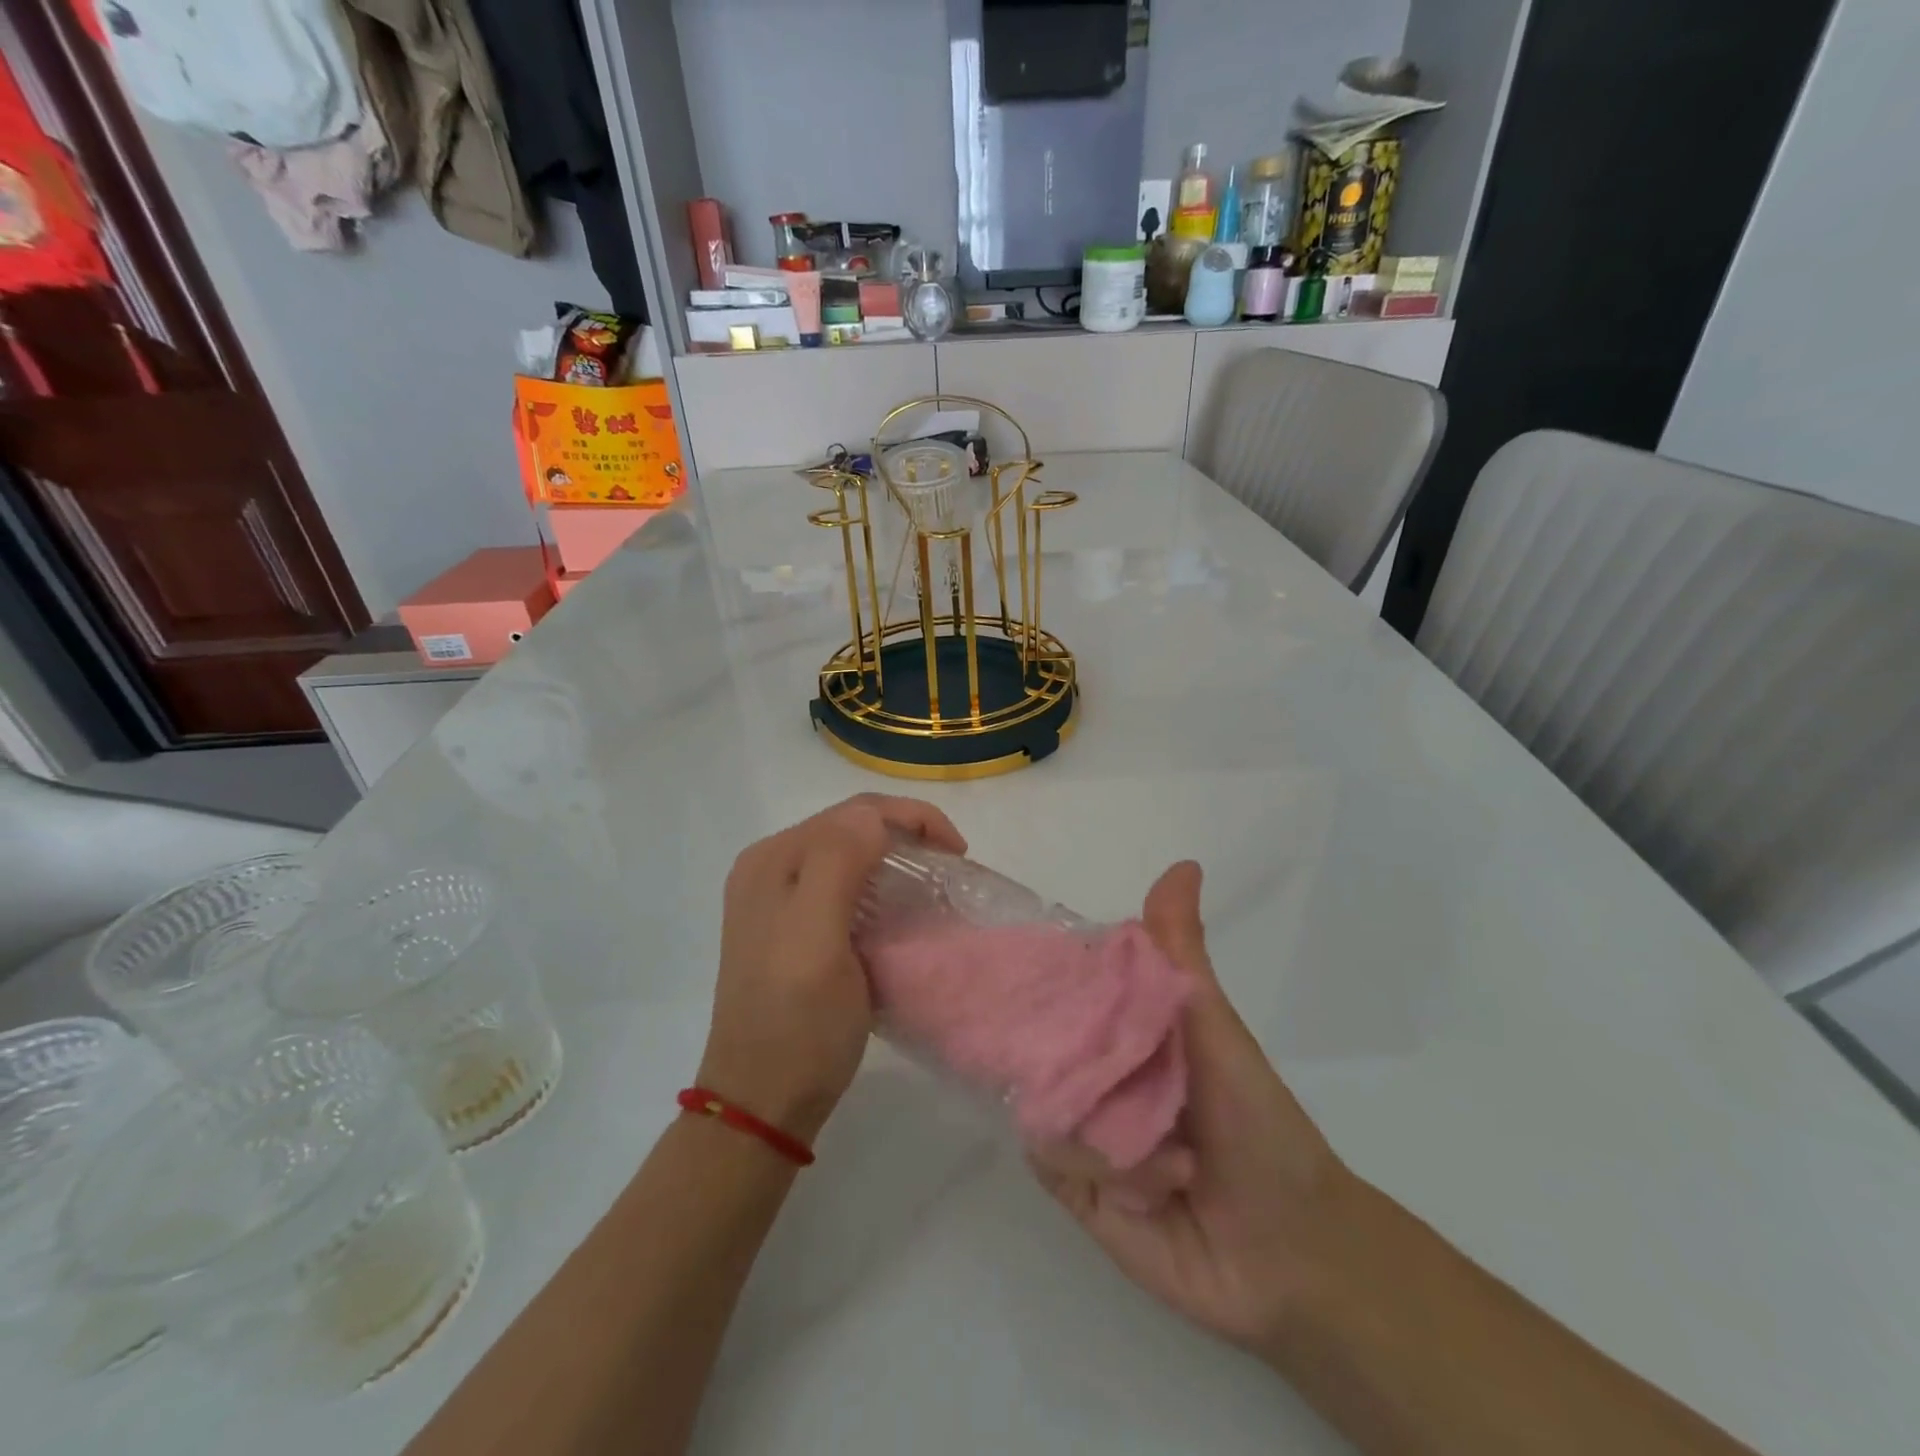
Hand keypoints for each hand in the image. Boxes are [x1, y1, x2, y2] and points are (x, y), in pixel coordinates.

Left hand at [699, 794, 965, 1144]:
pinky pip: (842, 885)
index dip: (912, 818)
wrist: (762, 1103)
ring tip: (933, 884)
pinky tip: (898, 910)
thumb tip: (872, 816)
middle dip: (906, 834)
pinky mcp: (790, 929)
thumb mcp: (816, 939)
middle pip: (850, 827)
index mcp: (773, 859)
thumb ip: (836, 864)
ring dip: (894, 858)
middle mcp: (769, 868)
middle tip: (951, 867)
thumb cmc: (796, 1023)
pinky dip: (878, 886)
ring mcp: (776, 900)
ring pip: (848, 854)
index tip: (958, 854)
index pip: (853, 811)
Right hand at [1028, 861, 1358, 1358]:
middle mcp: (1092, 1071)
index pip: (1062, 985)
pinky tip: (1150, 1184)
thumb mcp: (1216, 1026)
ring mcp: (1080, 1128)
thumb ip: (1182, 952)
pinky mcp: (1074, 1188)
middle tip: (1062, 1046)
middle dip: (1042, 1040)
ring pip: (1038, 1097)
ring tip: (1155, 1145)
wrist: (1291, 1253)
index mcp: (1120, 1027)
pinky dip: (1096, 1167)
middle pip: (1038, 1039)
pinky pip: (1049, 1158)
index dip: (1041, 970)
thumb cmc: (1257, 1123)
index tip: (1014, 956)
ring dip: (1093, 1119)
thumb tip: (1183, 864)